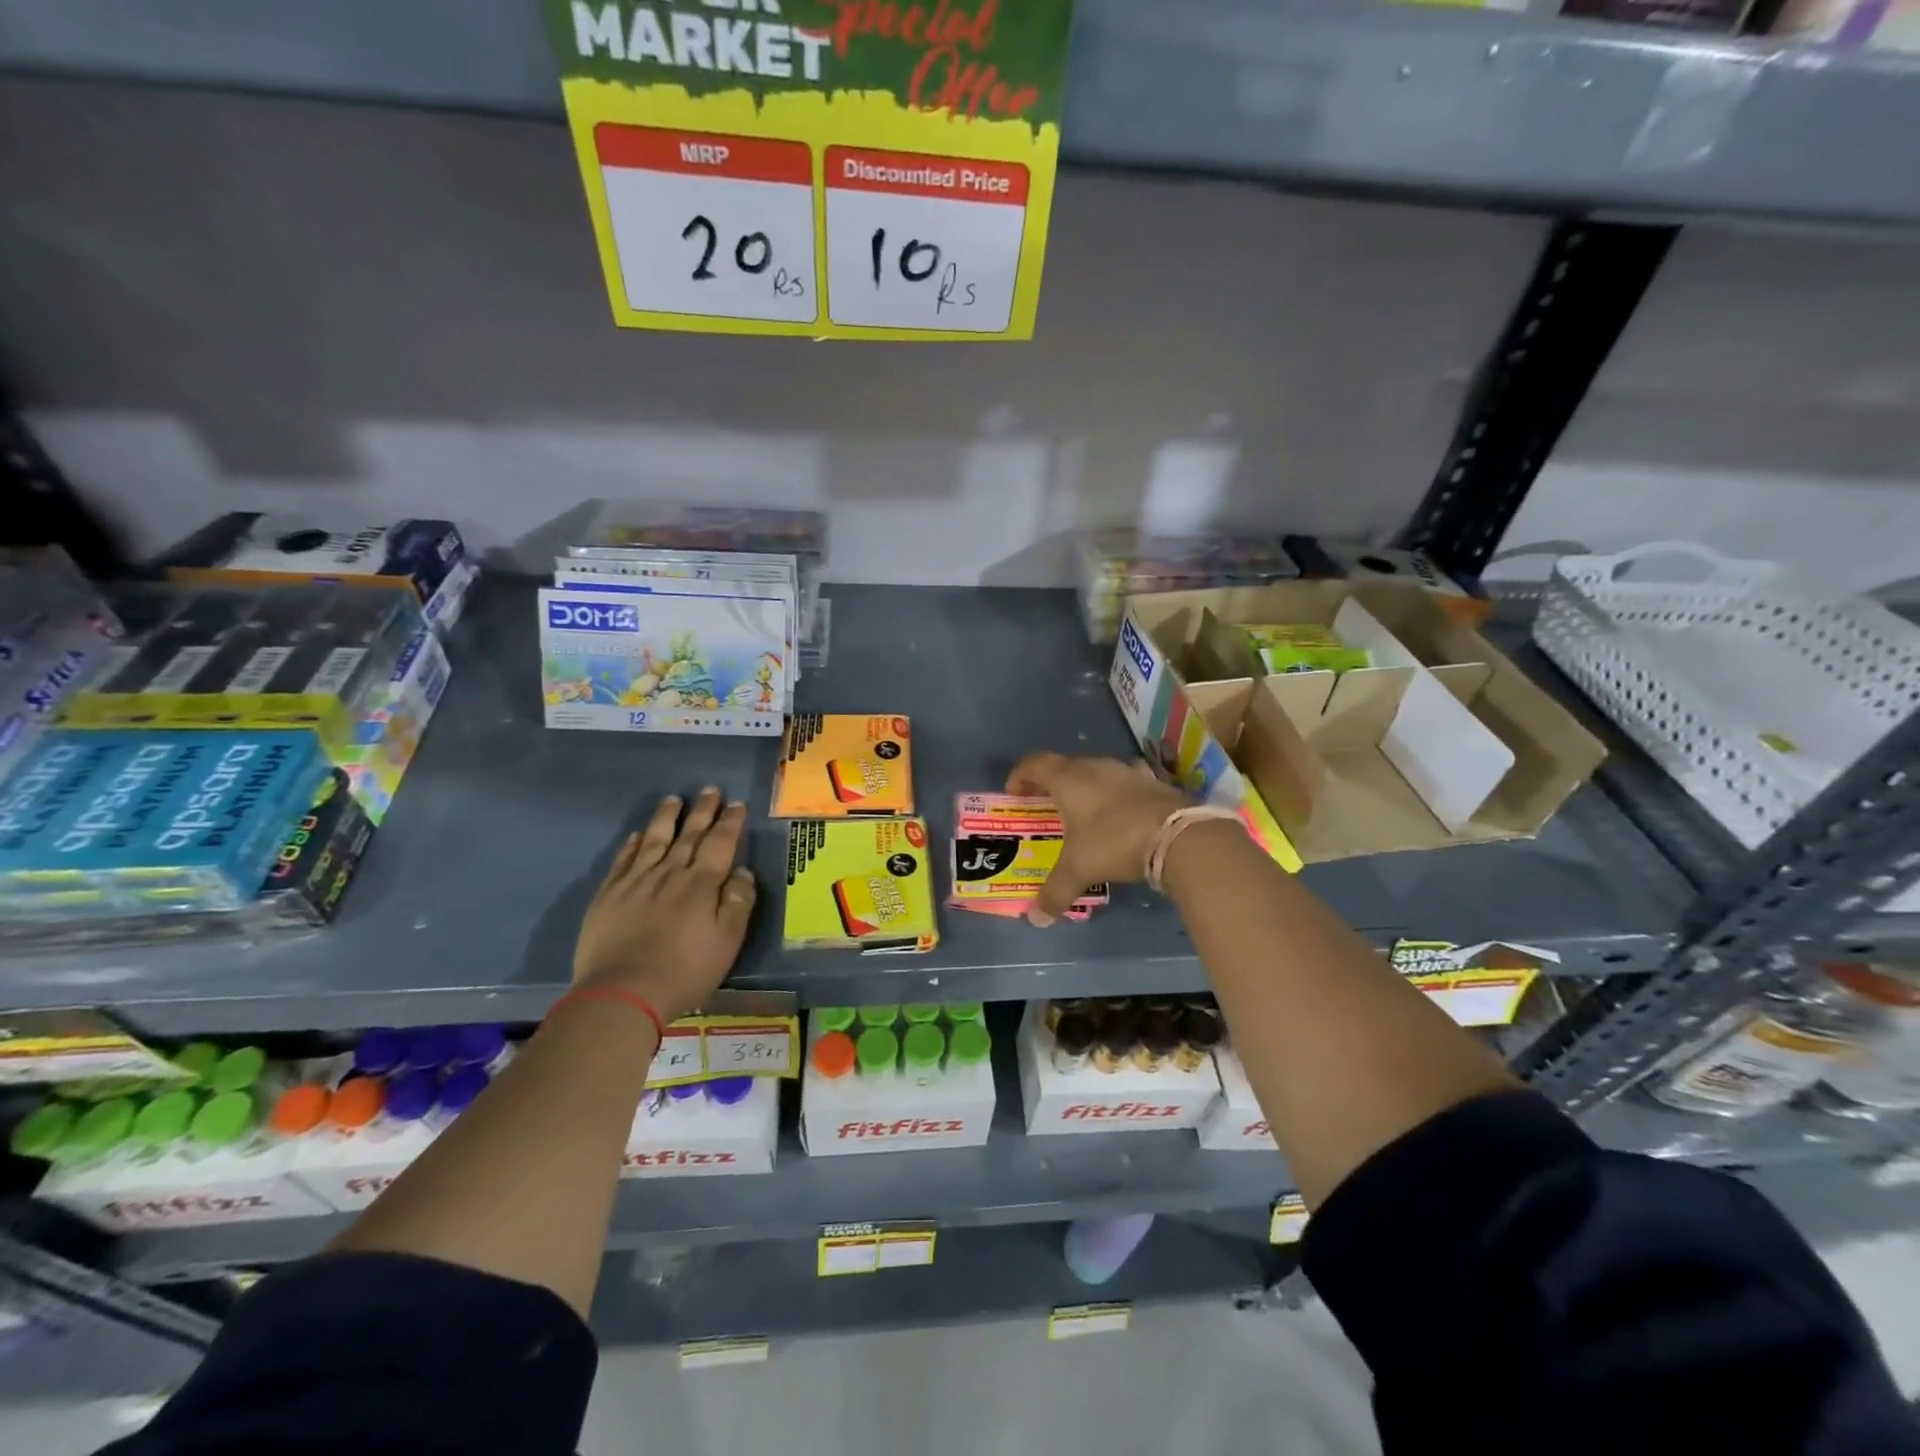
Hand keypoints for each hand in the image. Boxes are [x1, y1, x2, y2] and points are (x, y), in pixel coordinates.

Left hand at [571, 788, 757, 1022]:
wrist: (622, 993)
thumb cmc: (685, 970)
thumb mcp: (728, 940)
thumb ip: (738, 902)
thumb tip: (742, 872)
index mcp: (702, 883)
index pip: (720, 843)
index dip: (730, 822)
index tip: (736, 804)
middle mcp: (670, 872)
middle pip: (689, 834)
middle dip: (702, 811)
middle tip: (710, 789)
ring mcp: (636, 881)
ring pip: (654, 839)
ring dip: (666, 818)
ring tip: (673, 799)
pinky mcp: (609, 895)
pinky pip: (623, 860)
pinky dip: (632, 844)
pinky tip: (636, 835)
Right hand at [1004, 753, 1192, 925]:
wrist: (1178, 835)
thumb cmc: (1114, 841)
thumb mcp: (1079, 869)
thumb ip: (1055, 891)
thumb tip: (1037, 918)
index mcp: (1068, 779)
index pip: (1035, 763)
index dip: (1020, 775)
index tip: (1014, 794)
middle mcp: (1095, 767)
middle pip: (1065, 766)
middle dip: (1051, 784)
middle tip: (1046, 807)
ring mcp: (1127, 771)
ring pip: (1097, 772)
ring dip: (1086, 787)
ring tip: (1083, 813)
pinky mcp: (1153, 782)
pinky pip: (1125, 783)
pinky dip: (1116, 795)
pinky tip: (1120, 815)